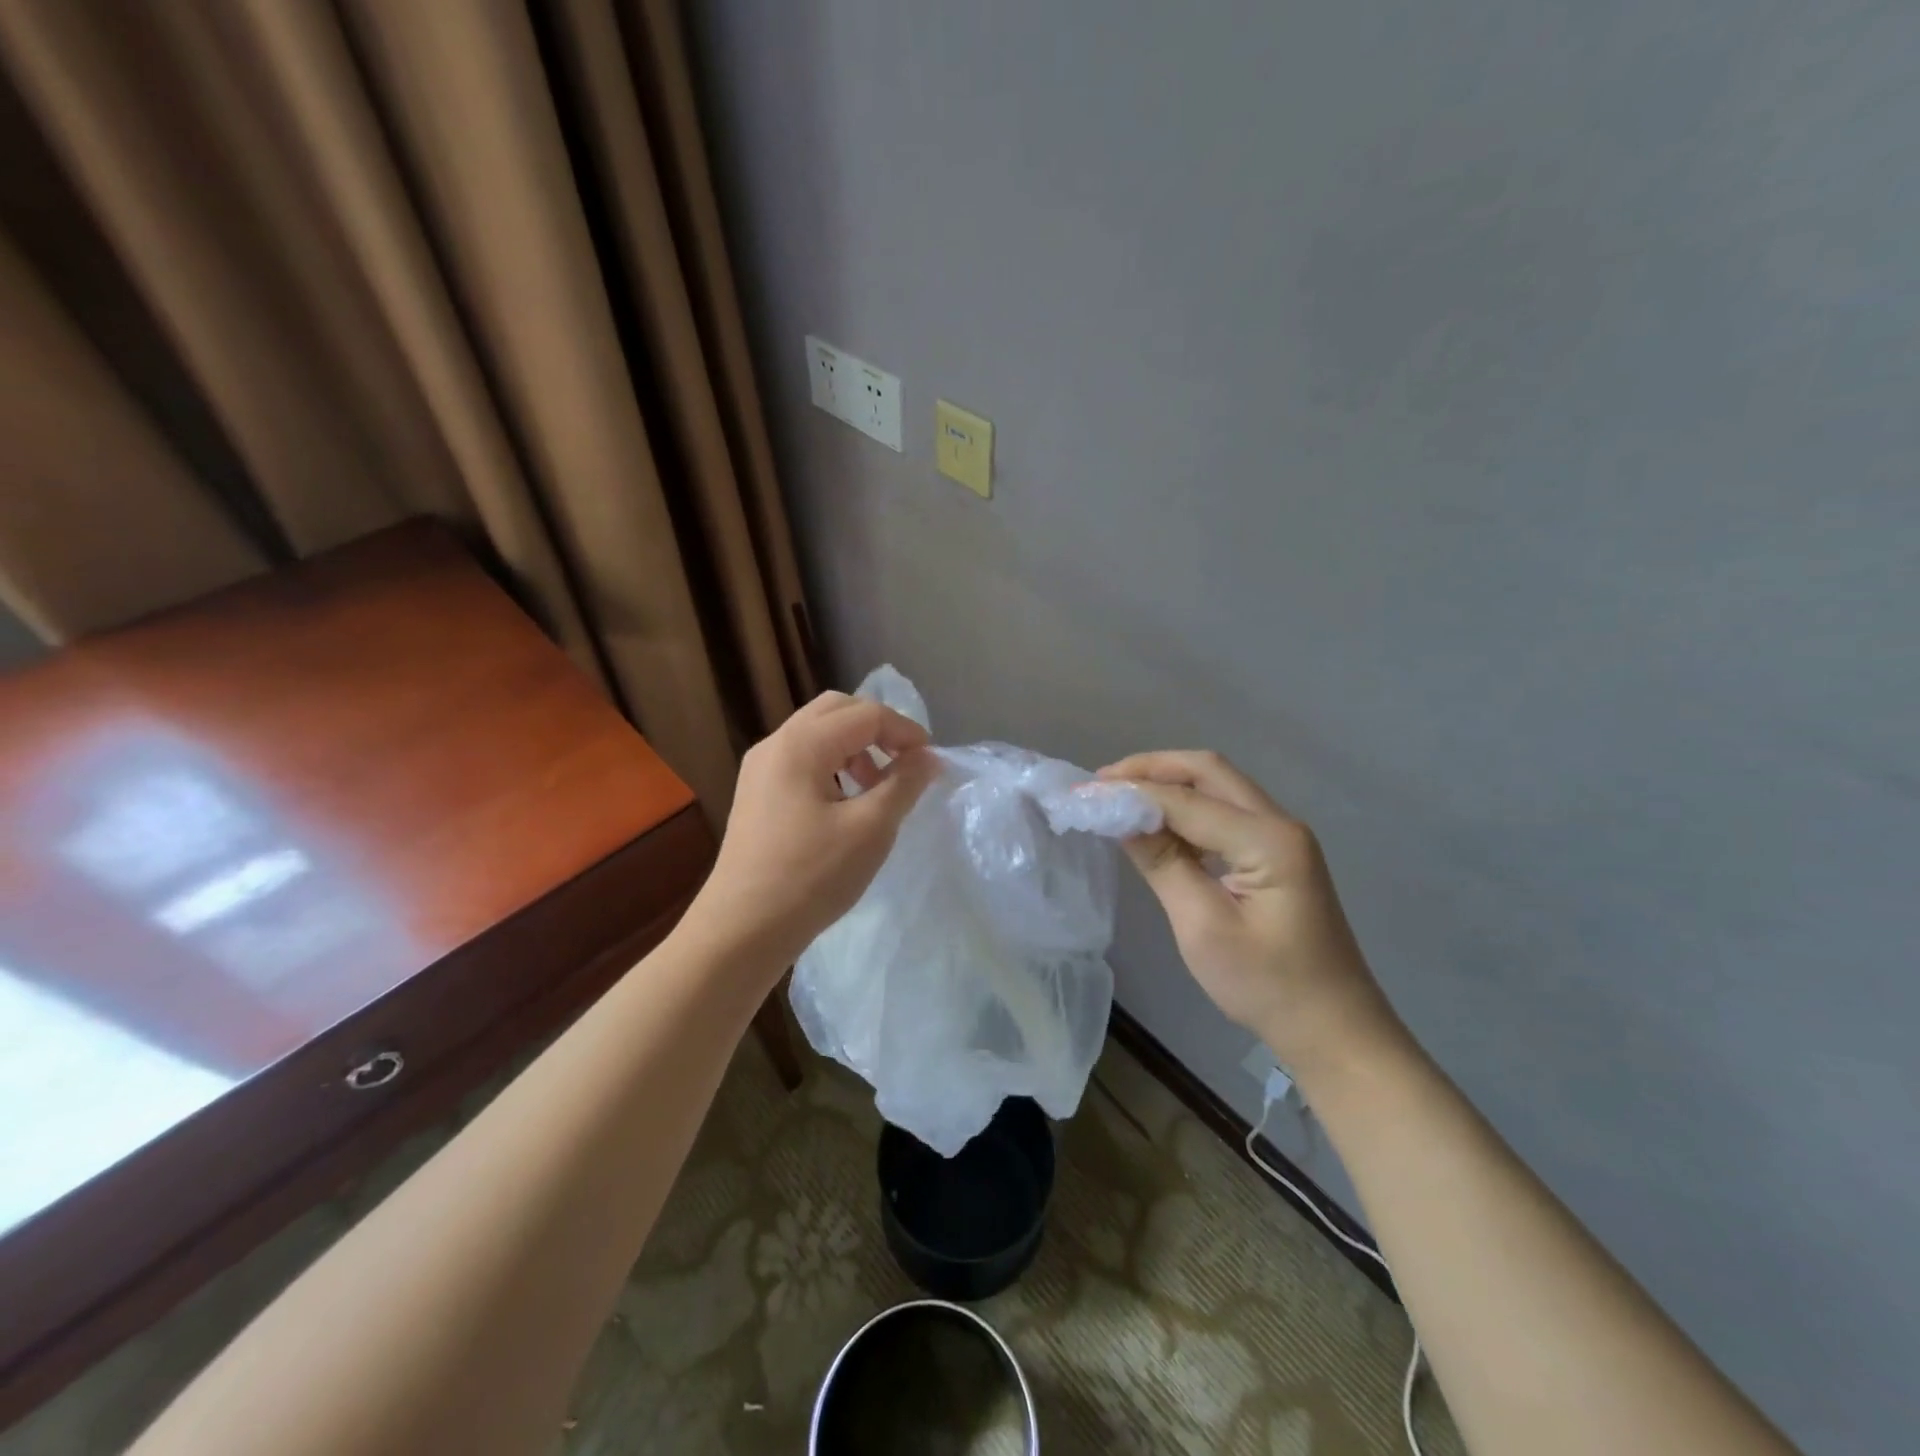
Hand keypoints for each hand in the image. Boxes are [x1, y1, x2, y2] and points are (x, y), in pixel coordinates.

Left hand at [687, 692, 937, 973]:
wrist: (742, 929)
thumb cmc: (811, 876)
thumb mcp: (871, 829)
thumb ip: (904, 784)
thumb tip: (929, 757)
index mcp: (801, 744)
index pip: (866, 714)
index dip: (905, 731)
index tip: (931, 762)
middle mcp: (775, 744)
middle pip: (836, 710)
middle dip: (877, 728)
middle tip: (905, 762)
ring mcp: (760, 768)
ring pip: (817, 733)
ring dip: (855, 746)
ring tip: (877, 786)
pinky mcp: (756, 794)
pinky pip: (801, 759)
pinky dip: (832, 765)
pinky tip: (846, 803)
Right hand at [1099, 751, 1401, 1077]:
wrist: (1334, 1029)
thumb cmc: (1268, 985)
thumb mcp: (1203, 927)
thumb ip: (1163, 864)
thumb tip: (1121, 818)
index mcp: (1267, 840)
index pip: (1185, 799)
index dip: (1131, 792)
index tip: (1084, 793)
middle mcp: (1278, 823)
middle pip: (1207, 771)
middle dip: (1150, 769)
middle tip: (1101, 782)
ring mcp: (1281, 836)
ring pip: (1217, 786)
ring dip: (1168, 784)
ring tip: (1119, 797)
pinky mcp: (1275, 853)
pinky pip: (1224, 812)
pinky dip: (1185, 807)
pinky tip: (1156, 825)